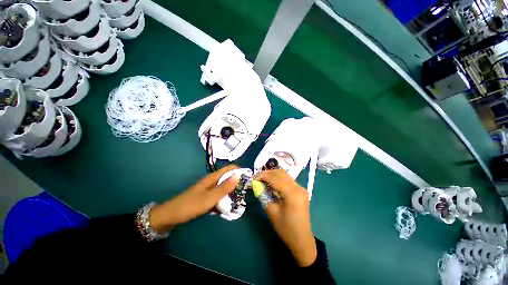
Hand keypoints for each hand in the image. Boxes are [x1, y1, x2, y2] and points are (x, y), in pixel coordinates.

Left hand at [149, 165, 239, 231]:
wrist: (172, 215)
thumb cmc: (191, 205)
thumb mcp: (210, 197)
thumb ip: (224, 187)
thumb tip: (238, 175)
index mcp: (213, 178)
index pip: (229, 168)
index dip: (239, 170)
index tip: (248, 178)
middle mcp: (212, 181)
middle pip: (228, 177)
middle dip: (237, 183)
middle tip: (244, 193)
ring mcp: (209, 188)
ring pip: (224, 187)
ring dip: (231, 192)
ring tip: (238, 201)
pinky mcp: (207, 195)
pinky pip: (219, 195)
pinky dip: (224, 199)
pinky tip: (226, 207)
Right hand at [255, 169, 316, 266]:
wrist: (302, 240)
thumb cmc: (286, 228)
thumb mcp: (272, 212)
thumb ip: (264, 195)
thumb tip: (257, 185)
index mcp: (292, 194)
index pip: (275, 179)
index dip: (263, 176)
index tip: (253, 178)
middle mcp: (298, 187)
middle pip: (281, 173)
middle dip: (268, 173)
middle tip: (258, 178)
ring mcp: (301, 188)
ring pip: (285, 175)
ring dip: (273, 175)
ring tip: (263, 180)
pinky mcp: (301, 191)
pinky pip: (288, 180)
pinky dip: (278, 179)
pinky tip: (272, 184)